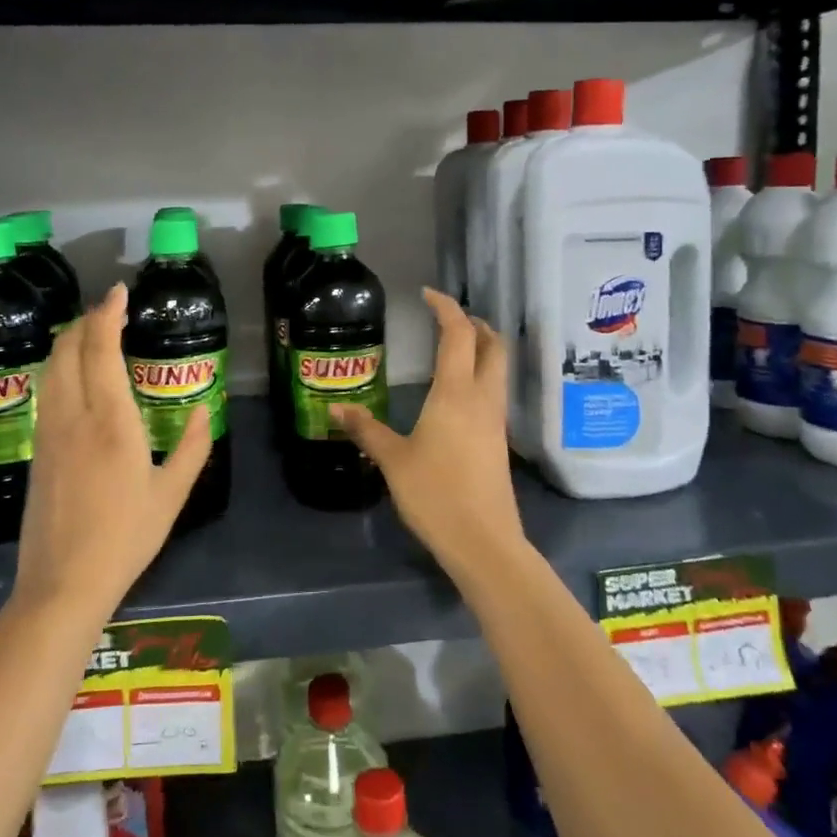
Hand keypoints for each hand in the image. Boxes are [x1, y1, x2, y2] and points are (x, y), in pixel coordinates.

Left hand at [16, 284, 211, 619]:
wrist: (63, 583)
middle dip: (86, 321)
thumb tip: (201, 408)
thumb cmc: (126, 537)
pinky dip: (59, 367)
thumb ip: (193, 446)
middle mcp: (73, 416)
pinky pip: (46, 390)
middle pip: (67, 350)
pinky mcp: (37, 449)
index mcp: (110, 421)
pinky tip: (73, 375)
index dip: (108, 315)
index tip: (120, 292)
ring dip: (69, 341)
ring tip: (91, 333)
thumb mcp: (172, 494)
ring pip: (50, 369)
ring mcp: (49, 432)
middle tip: (110, 309)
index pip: (101, 351)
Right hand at [330, 288, 526, 583]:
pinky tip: (458, 394)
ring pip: (498, 369)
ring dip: (482, 349)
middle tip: (449, 319)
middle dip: (475, 324)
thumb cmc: (435, 494)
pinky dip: (481, 376)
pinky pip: (494, 393)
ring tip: (454, 348)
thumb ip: (366, 431)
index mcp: (456, 392)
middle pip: (493, 345)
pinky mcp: (499, 441)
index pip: (458, 334)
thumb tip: (336, 410)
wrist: (484, 542)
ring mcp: (495, 420)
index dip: (446, 308)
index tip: (427, 295)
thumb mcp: (393, 460)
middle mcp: (482, 398)